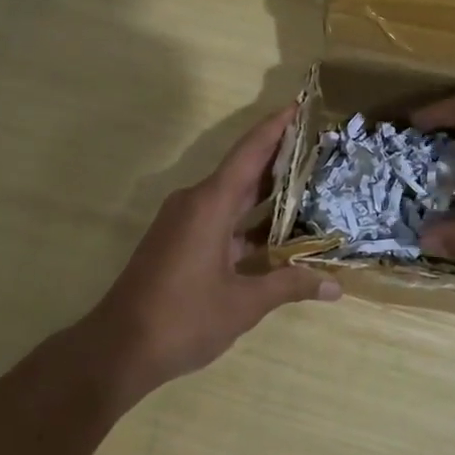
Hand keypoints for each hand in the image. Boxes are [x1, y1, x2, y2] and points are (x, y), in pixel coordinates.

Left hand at [88, 105, 340, 390]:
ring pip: (232, 197)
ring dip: (265, 193)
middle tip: (319, 148)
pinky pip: (220, 218)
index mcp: (209, 205)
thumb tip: (336, 287)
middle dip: (278, 158)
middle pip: (243, 170)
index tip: (299, 106)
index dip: (275, 128)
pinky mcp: (178, 242)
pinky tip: (277, 232)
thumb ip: (289, 286)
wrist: (118, 348)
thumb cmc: (182, 319)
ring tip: (309, 186)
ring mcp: (184, 223)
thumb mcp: (243, 304)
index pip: (249, 153)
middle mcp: (195, 203)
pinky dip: (248, 220)